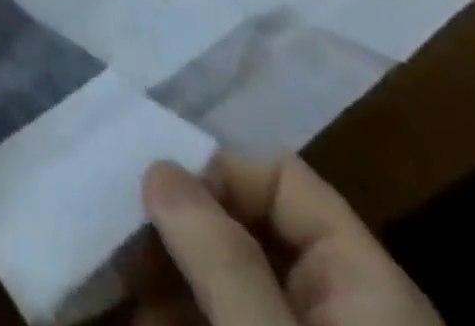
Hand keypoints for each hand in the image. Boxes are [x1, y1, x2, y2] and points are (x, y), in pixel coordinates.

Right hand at [134, 155, 441, 325]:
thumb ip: (225, 257)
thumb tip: (157, 164)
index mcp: (367, 282)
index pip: (283, 177)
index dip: (217, 171)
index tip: (158, 192)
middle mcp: (336, 301)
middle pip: (243, 223)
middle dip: (175, 218)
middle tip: (113, 219)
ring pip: (219, 273)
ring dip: (160, 261)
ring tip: (107, 255)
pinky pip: (213, 311)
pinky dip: (167, 302)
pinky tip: (124, 298)